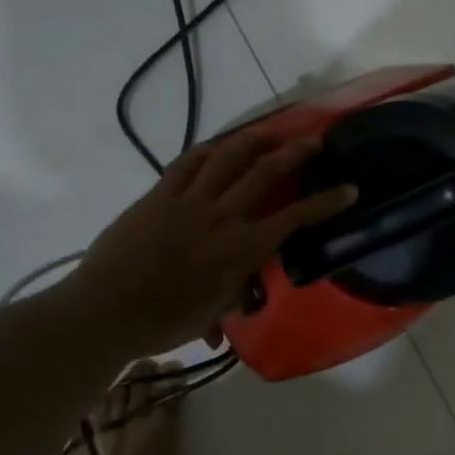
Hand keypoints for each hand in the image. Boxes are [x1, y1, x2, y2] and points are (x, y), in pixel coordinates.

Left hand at [60, 131, 356, 360]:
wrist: (106, 311)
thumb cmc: (163, 322)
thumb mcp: (212, 313)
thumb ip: (234, 294)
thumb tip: (244, 292)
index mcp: (241, 248)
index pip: (294, 219)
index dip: (326, 202)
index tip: (349, 188)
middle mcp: (222, 216)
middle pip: (265, 173)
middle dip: (295, 153)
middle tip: (314, 140)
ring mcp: (189, 201)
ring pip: (228, 157)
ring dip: (253, 140)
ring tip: (268, 132)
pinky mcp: (159, 195)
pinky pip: (187, 163)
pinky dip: (206, 151)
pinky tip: (215, 147)